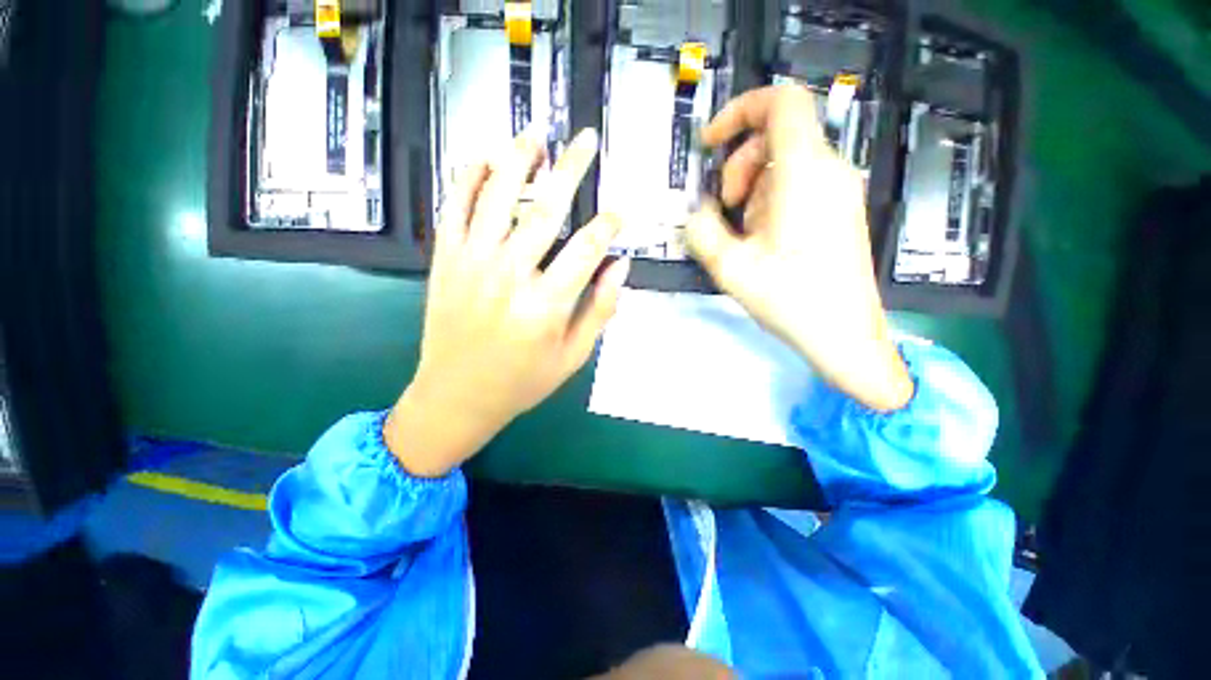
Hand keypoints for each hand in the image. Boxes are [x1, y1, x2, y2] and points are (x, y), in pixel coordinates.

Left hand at [385, 128, 629, 476]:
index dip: (607, 225)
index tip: (618, 213)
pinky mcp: (445, 260)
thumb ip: (600, 310)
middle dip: (572, 169)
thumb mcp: (573, 357)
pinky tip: (482, 159)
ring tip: (535, 137)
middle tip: (586, 140)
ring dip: (518, 161)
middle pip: (546, 209)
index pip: (586, 249)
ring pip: (497, 196)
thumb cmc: (522, 382)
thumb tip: (620, 267)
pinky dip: (466, 178)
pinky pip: (454, 207)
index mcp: (546, 305)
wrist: (456, 396)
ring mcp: (472, 262)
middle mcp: (509, 275)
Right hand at [686, 85, 911, 410]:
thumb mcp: (732, 268)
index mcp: (805, 174)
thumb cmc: (791, 300)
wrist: (845, 336)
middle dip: (739, 164)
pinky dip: (770, 201)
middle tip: (724, 207)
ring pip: (786, 164)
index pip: (781, 102)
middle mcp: (830, 171)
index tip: (711, 142)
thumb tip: (698, 211)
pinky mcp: (839, 210)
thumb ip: (703, 231)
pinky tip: (763, 240)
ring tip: (743, 233)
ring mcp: (839, 191)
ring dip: (752, 189)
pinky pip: (799, 186)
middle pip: (778, 136)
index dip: (740, 109)